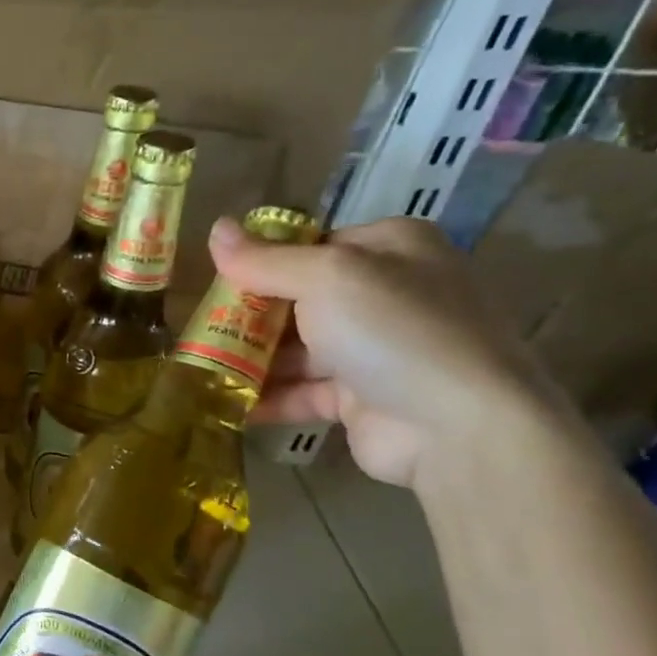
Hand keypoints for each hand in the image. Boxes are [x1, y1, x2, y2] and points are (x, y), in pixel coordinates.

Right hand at [208, 216, 557, 487]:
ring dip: (250, 359)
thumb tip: (215, 228)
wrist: (459, 427)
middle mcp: (387, 294)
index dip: (262, 260)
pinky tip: (224, 403)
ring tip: (197, 367)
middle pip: (299, 298)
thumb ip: (264, 258)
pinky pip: (303, 391)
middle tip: (197, 328)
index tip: (216, 281)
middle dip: (248, 315)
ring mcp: (376, 350)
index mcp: (390, 249)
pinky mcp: (362, 399)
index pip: (312, 245)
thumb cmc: (392, 330)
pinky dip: (267, 397)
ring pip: (297, 348)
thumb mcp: (325, 277)